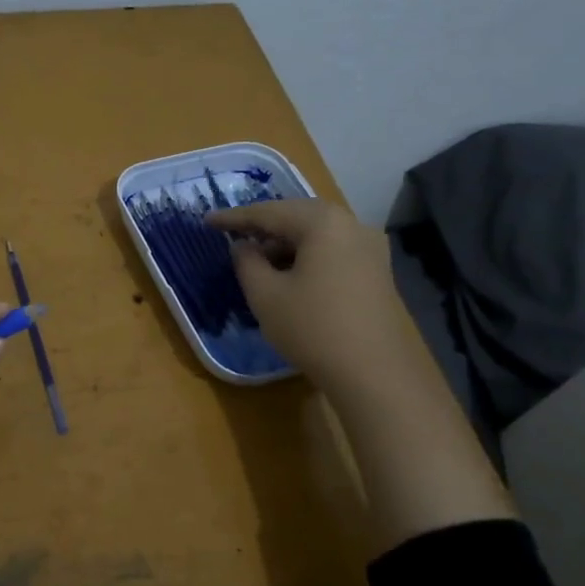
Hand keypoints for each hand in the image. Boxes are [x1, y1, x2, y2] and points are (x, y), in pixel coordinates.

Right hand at [209, 199, 397, 389]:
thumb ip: (247, 263)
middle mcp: (352, 225)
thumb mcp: (265, 296)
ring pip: (317, 234)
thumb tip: (243, 246)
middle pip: (297, 216)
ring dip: (285, 243)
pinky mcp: (377, 271)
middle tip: (233, 235)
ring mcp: (371, 247)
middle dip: (264, 226)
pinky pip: (333, 251)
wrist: (374, 373)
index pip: (269, 212)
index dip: (234, 217)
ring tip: (258, 260)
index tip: (207, 221)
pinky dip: (307, 255)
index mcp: (323, 222)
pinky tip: (290, 275)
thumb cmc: (313, 328)